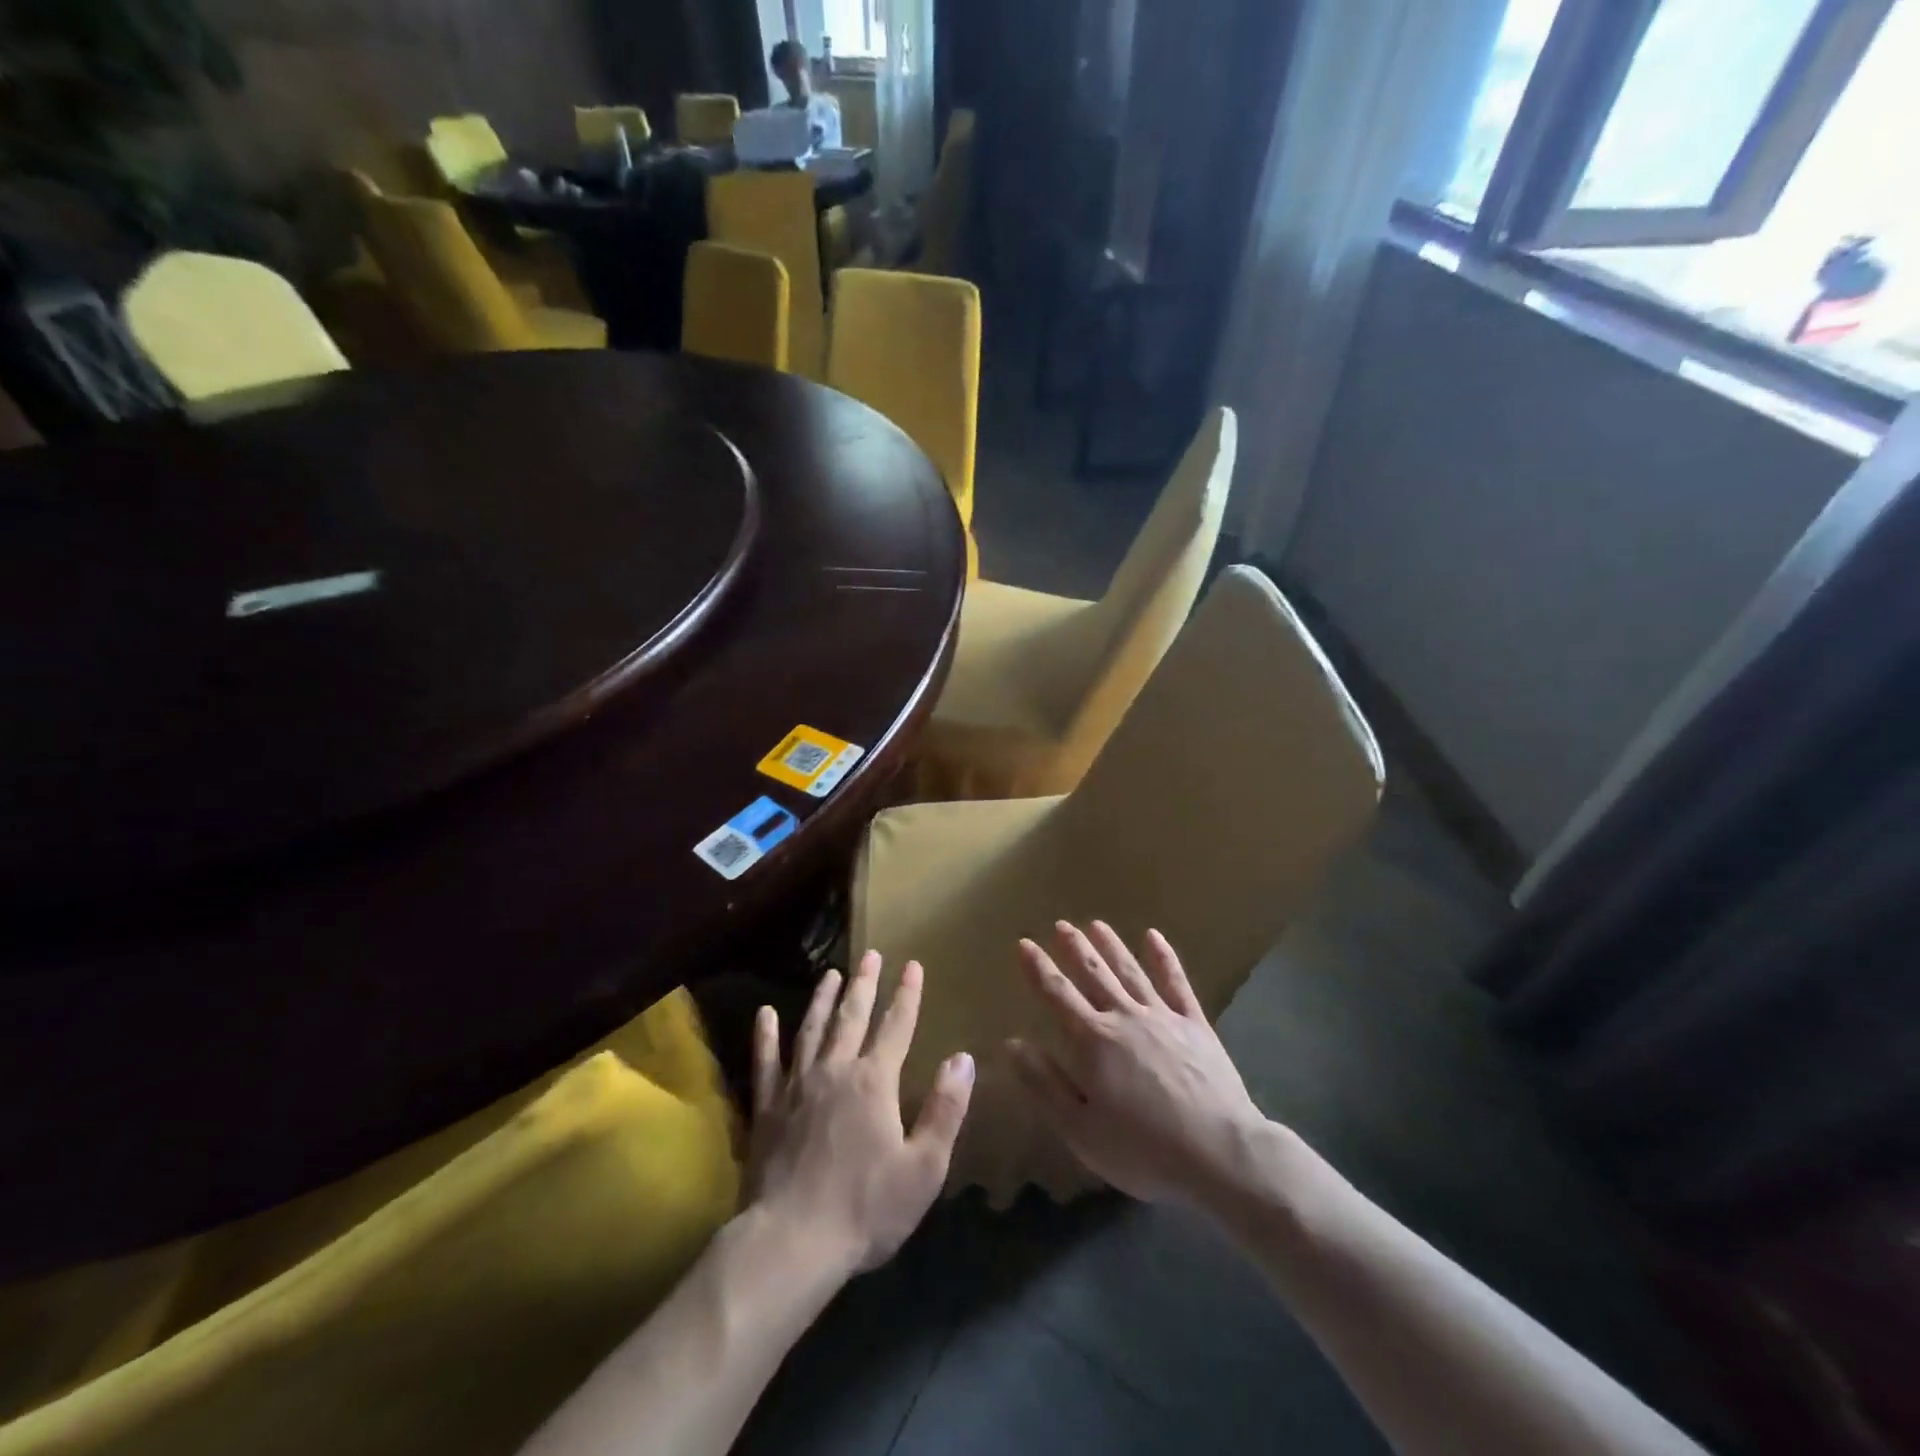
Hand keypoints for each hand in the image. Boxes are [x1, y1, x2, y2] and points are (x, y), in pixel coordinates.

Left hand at [748, 952, 974, 1274]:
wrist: (791, 1241)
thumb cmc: (865, 1209)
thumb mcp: (924, 1167)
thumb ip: (945, 1110)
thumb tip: (963, 1059)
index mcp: (874, 1082)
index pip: (896, 1027)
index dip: (907, 995)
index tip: (913, 965)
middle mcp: (836, 1071)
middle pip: (852, 1017)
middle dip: (865, 984)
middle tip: (870, 955)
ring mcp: (797, 1086)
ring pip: (811, 1030)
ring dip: (823, 1000)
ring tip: (831, 973)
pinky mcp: (767, 1108)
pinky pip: (765, 1062)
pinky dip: (765, 1036)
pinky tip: (765, 1014)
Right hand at [1008, 922, 1265, 1205]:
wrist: (1219, 1153)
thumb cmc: (1142, 1149)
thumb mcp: (1080, 1129)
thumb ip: (1044, 1084)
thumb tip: (1012, 1044)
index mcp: (1092, 1041)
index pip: (1057, 995)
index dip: (1038, 968)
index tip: (1025, 943)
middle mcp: (1124, 1017)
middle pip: (1094, 974)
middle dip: (1075, 948)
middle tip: (1061, 924)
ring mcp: (1162, 1017)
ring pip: (1130, 971)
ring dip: (1111, 946)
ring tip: (1097, 924)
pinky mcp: (1195, 1024)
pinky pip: (1176, 983)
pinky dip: (1164, 958)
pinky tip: (1155, 937)